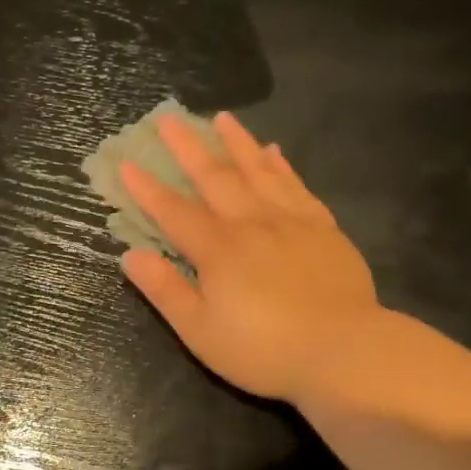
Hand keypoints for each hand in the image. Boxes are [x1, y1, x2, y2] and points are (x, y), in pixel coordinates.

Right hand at [119, 111, 383, 404]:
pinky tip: (274, 151)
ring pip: (259, 171)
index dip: (148, 189)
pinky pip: (297, 186)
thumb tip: (130, 255)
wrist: (343, 351)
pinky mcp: (323, 229)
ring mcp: (291, 222)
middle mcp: (252, 224)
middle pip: (215, 177)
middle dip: (188, 147)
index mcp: (218, 250)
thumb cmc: (262, 350)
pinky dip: (281, 166)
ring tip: (220, 118)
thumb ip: (165, 290)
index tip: (126, 162)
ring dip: (236, 143)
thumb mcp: (199, 331)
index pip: (174, 212)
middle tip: (169, 118)